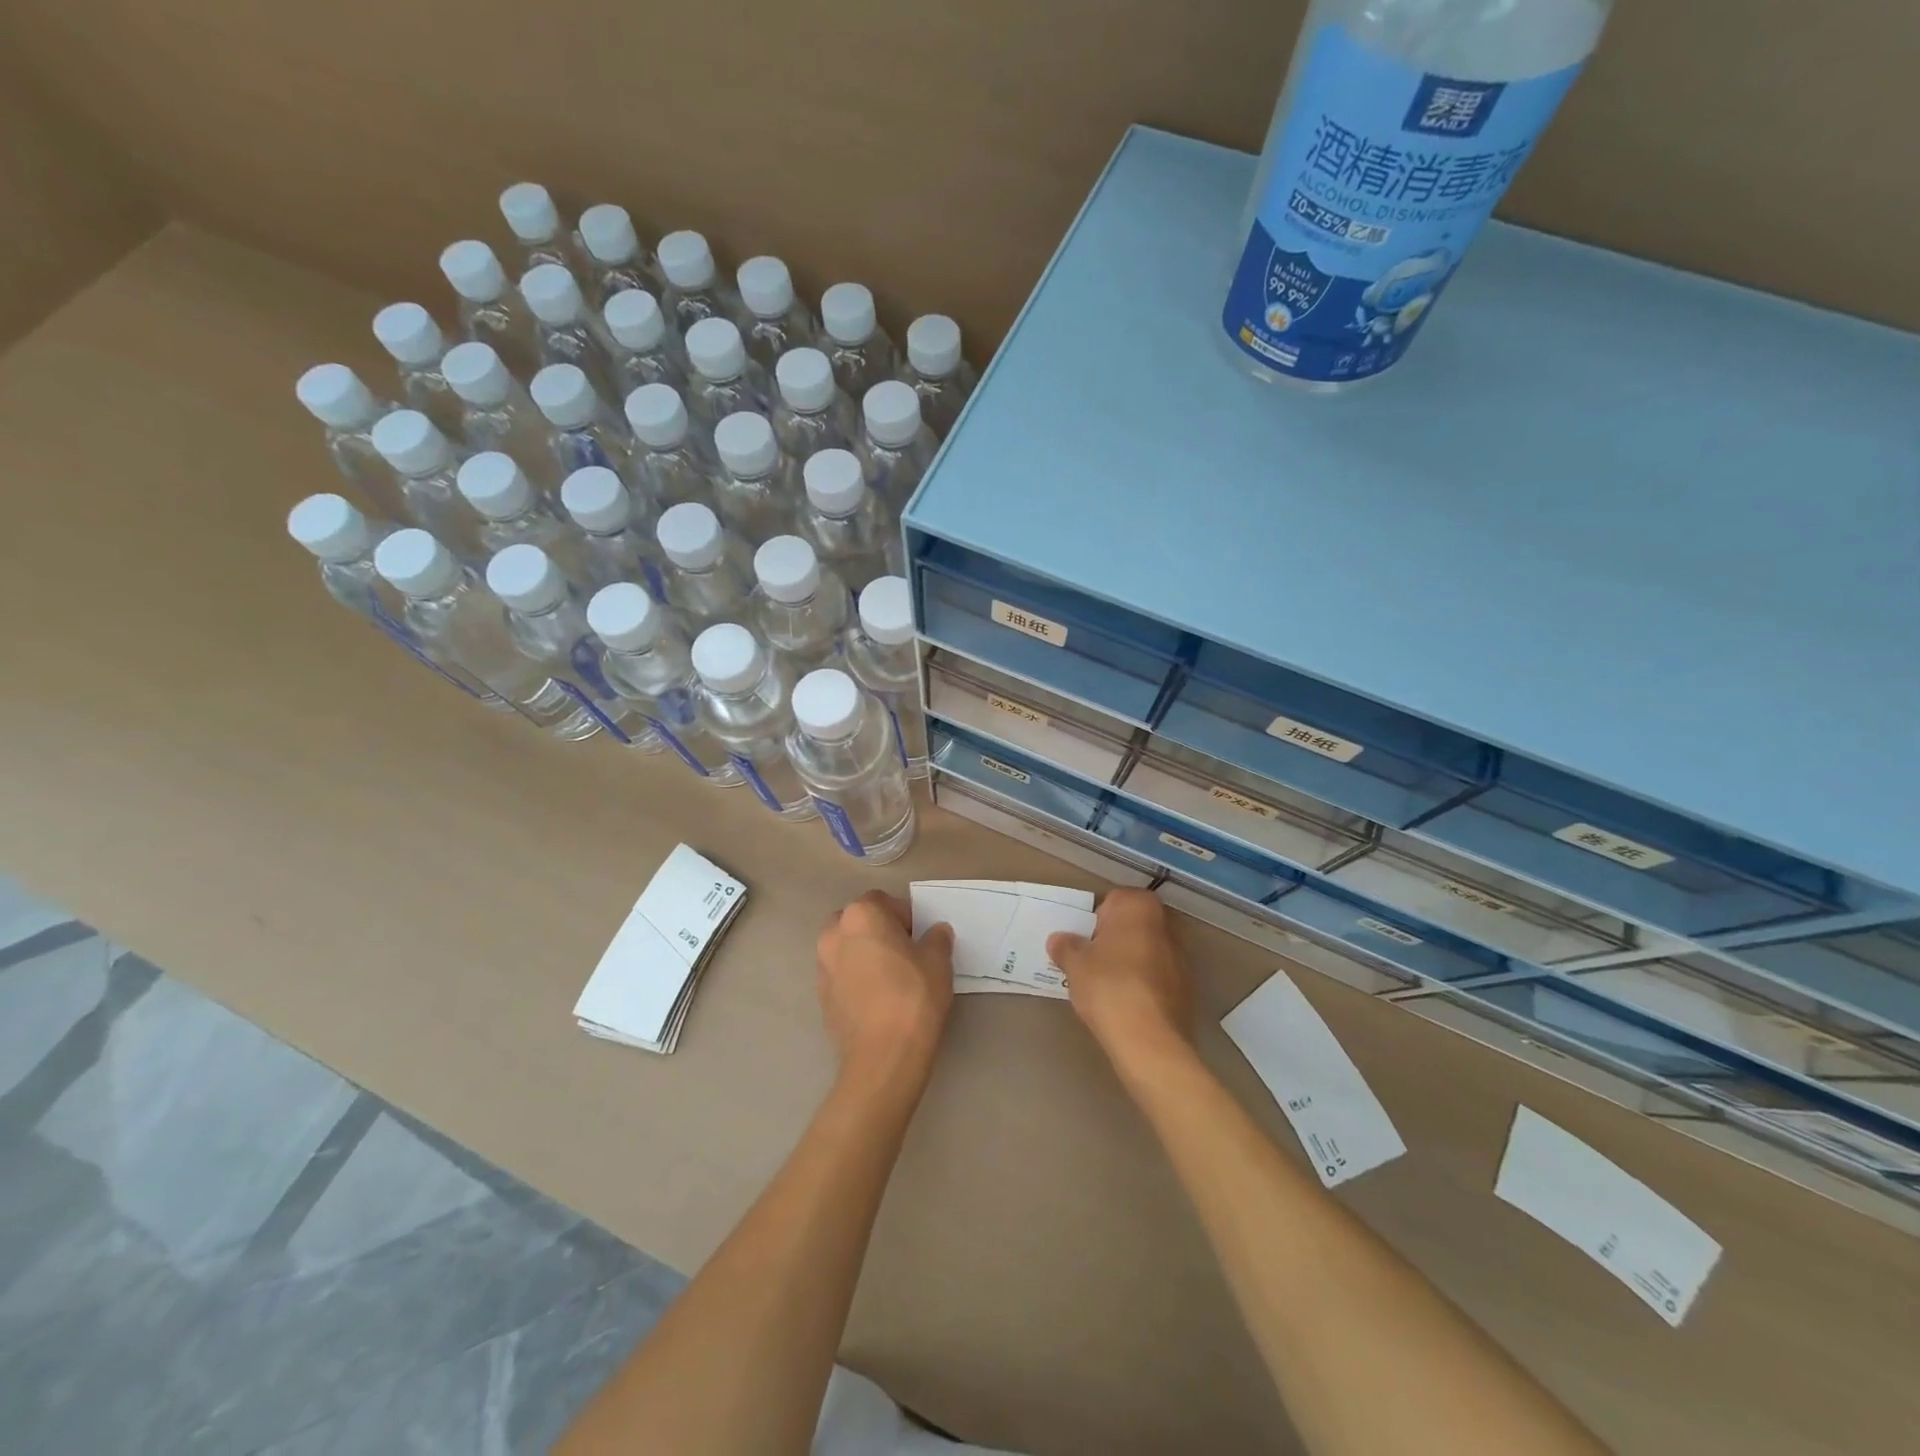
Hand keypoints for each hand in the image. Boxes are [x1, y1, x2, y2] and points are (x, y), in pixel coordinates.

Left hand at [817, 892, 954, 1085]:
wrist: (883, 1056)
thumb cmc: (913, 996)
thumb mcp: (938, 960)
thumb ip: (937, 938)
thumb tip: (936, 932)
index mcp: (861, 915)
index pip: (883, 901)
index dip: (904, 915)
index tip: (920, 936)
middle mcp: (834, 934)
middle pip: (858, 921)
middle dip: (878, 931)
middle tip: (904, 952)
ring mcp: (822, 967)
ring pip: (846, 948)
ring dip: (864, 954)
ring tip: (890, 977)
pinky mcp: (820, 997)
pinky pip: (841, 976)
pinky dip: (855, 979)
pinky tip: (877, 999)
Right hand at [1047, 889, 1193, 1077]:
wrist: (1150, 1041)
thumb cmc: (1109, 987)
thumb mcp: (1075, 964)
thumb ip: (1065, 947)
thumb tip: (1059, 940)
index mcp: (1139, 906)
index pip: (1111, 901)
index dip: (1093, 921)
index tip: (1081, 942)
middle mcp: (1166, 923)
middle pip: (1131, 925)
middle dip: (1112, 939)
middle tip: (1089, 962)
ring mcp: (1181, 955)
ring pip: (1144, 949)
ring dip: (1128, 961)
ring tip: (1105, 986)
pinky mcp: (1187, 986)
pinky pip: (1156, 975)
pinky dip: (1141, 982)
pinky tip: (1124, 1003)